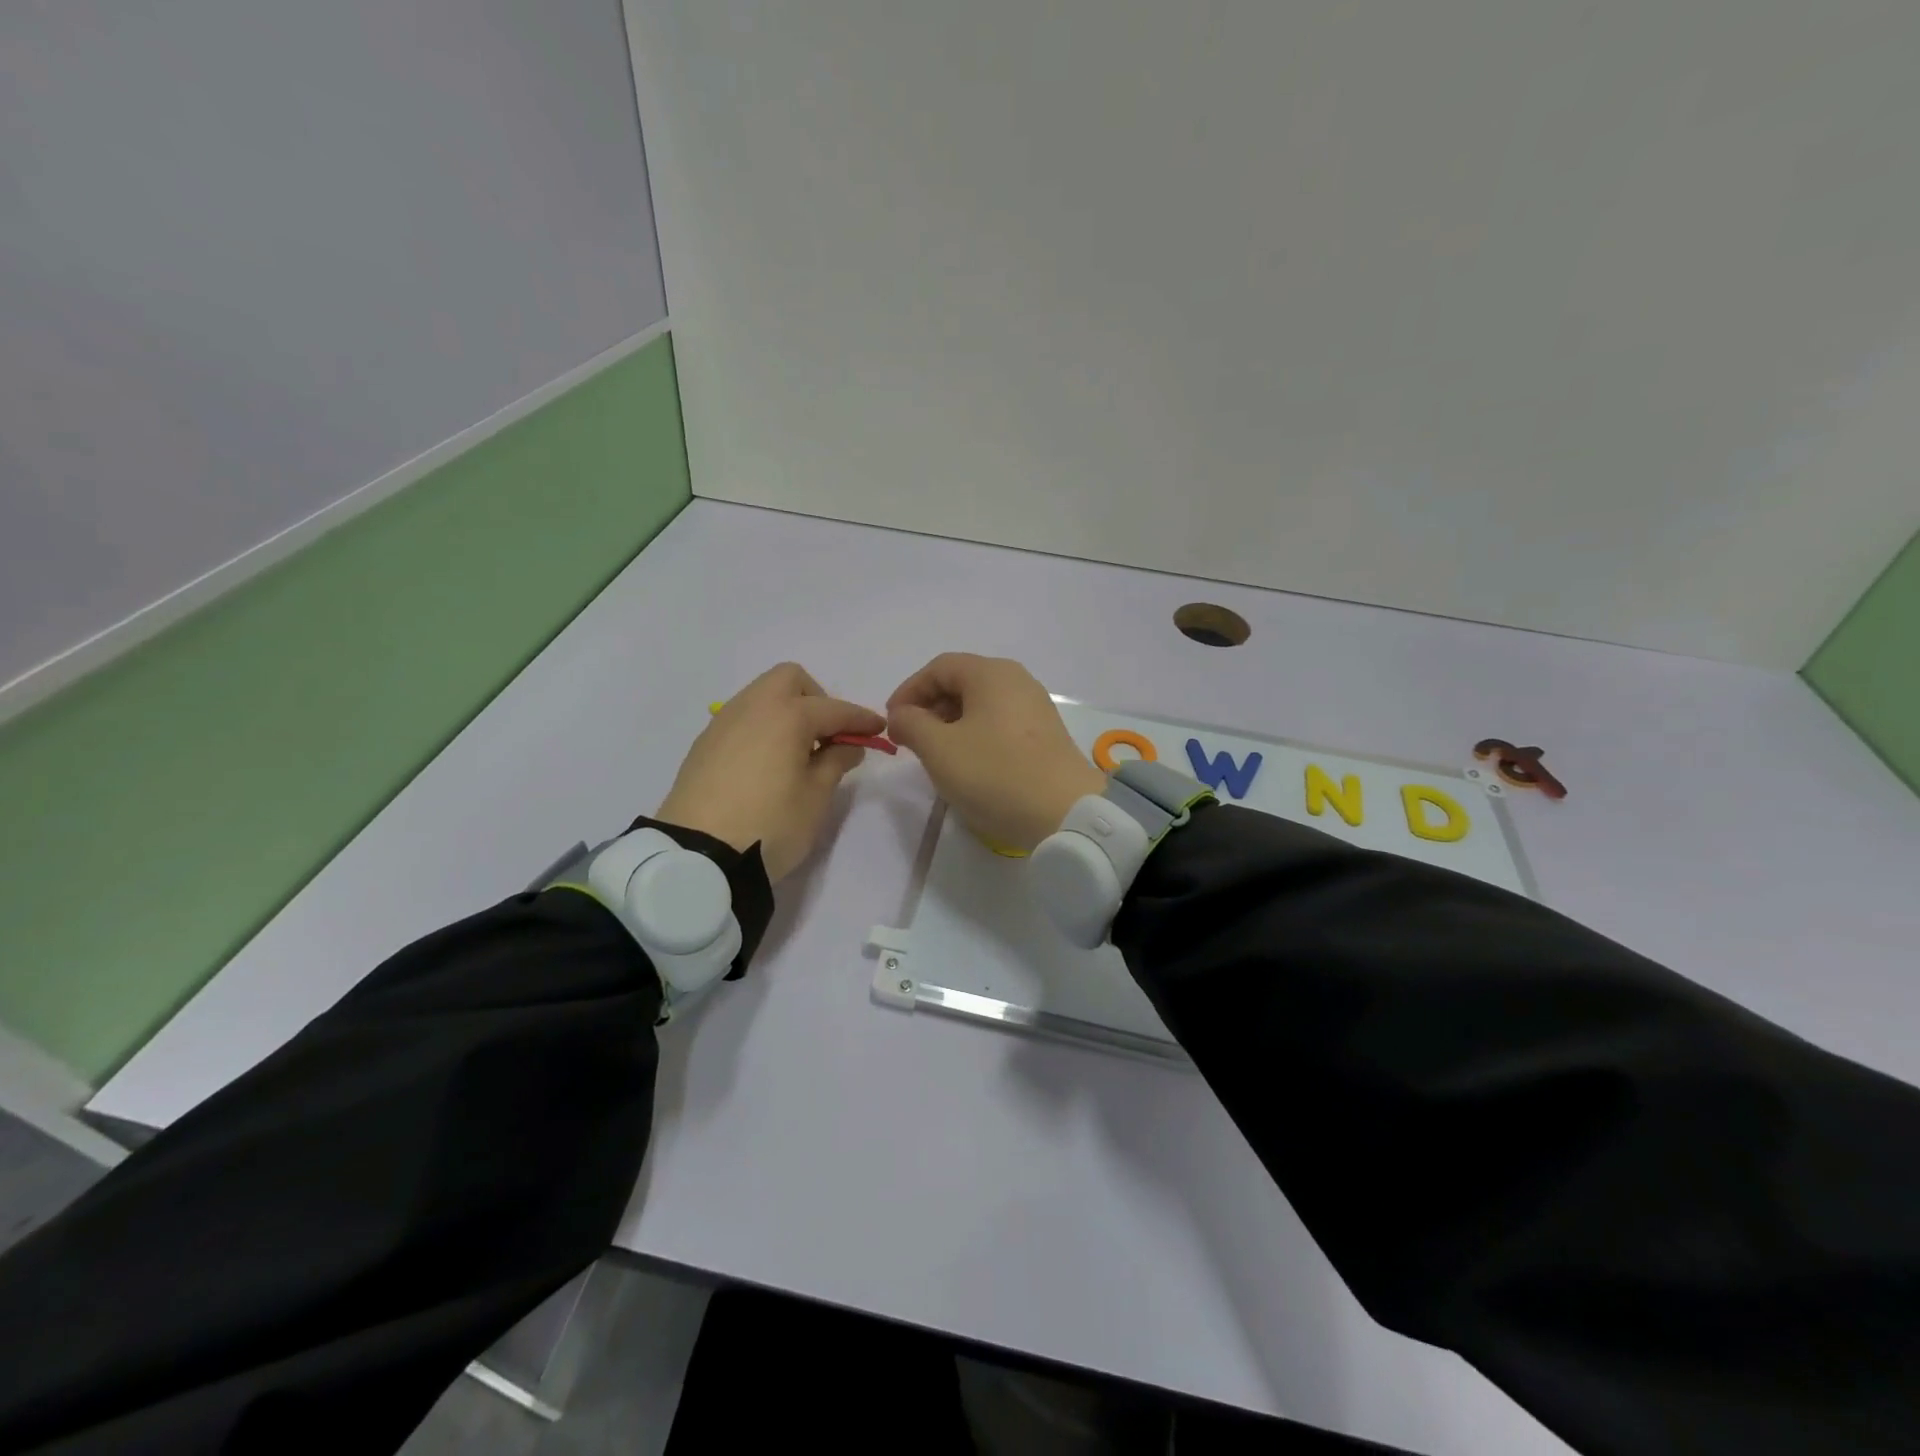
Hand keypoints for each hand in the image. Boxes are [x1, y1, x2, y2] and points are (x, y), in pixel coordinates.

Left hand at [656, 663, 884, 881]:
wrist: (697, 856)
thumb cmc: (769, 824)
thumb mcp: (815, 797)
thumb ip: (835, 762)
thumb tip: (847, 745)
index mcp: (787, 715)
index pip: (834, 709)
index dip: (861, 720)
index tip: (879, 730)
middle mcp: (753, 707)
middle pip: (790, 680)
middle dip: (816, 699)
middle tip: (828, 736)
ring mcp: (724, 723)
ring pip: (762, 696)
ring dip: (787, 712)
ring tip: (799, 752)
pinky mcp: (704, 744)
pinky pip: (743, 719)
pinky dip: (763, 728)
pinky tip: (768, 762)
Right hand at [887, 654, 1104, 851]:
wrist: (1065, 814)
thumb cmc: (995, 773)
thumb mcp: (939, 749)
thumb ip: (911, 724)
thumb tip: (902, 715)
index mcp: (991, 673)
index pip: (939, 668)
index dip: (909, 691)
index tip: (892, 721)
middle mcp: (1017, 681)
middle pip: (962, 682)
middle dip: (930, 707)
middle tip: (910, 739)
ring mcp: (1036, 707)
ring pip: (981, 705)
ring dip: (951, 723)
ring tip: (936, 754)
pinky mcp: (1045, 735)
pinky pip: (1000, 723)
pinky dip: (976, 735)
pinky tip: (969, 764)